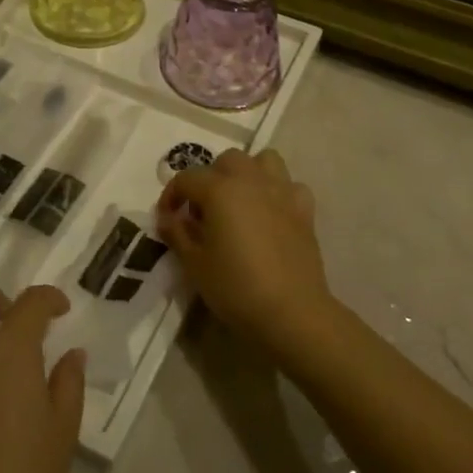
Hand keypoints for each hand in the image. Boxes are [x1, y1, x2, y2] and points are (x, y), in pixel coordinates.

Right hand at [157, 149, 338, 360]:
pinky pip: (290, 186)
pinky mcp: (304, 210)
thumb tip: (169, 217)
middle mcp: (252, 180)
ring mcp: (282, 192)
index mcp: (220, 190)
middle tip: (203, 210)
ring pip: (264, 160)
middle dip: (210, 178)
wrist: (291, 311)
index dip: (171, 196)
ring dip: (247, 173)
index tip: (167, 219)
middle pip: (227, 161)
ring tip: (239, 201)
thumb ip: (178, 234)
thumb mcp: (195, 264)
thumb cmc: (236, 287)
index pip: (187, 178)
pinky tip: (271, 213)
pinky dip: (278, 192)